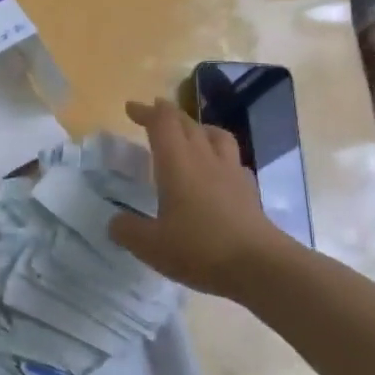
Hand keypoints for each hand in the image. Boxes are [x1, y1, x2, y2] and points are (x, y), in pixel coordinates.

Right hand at [109, 97, 282, 296]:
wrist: (259, 266)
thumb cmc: (199, 249)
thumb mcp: (150, 245)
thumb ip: (127, 230)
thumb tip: (115, 221)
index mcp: (176, 164)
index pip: (162, 123)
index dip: (146, 112)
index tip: (131, 108)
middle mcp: (204, 159)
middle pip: (187, 123)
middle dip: (167, 114)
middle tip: (153, 113)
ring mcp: (231, 172)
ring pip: (216, 135)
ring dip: (198, 127)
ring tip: (189, 133)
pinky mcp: (248, 190)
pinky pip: (233, 160)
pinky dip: (220, 156)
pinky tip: (216, 170)